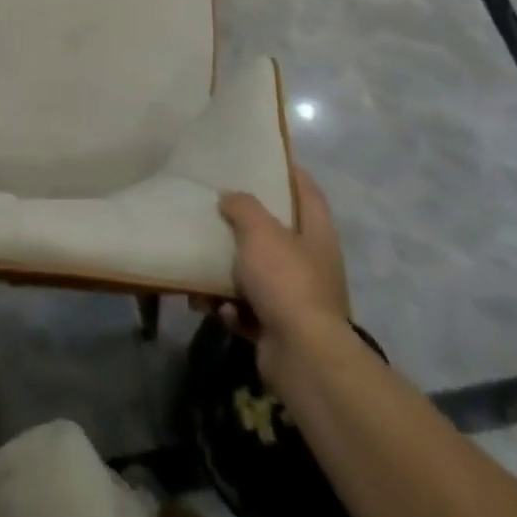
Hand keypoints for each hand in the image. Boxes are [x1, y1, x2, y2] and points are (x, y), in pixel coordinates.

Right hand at [216, 170, 349, 375]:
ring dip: (227, 273)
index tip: (266, 159)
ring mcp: (297, 299)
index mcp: (316, 234)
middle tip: (218, 209)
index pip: (308, 191)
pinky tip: (213, 307)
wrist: (302, 357)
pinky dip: (229, 308)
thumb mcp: (259, 230)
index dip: (291, 172)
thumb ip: (243, 206)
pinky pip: (247, 310)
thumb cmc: (286, 281)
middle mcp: (311, 264)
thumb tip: (230, 198)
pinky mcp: (279, 329)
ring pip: (256, 274)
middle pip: (277, 234)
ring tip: (200, 268)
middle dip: (247, 226)